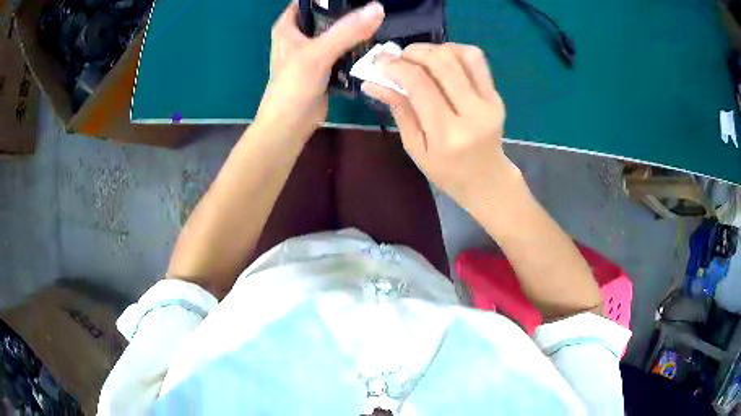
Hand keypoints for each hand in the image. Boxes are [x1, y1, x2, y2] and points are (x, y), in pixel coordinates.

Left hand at [254, 1, 384, 142]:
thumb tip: (377, 8)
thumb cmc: (294, 85)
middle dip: (347, 13)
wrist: (290, 124)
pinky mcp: (323, 67)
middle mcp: (298, 36)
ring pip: (336, 34)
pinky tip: (372, 44)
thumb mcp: (319, 52)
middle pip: (326, 16)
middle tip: (372, 10)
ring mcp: (312, 52)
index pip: (309, 1)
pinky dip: (354, 48)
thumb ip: (347, 30)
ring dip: (353, 31)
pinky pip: (342, 51)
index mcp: (288, 27)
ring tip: (377, 24)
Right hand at [362, 43, 520, 207]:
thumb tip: (372, 82)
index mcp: (448, 133)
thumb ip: (399, 110)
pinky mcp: (496, 94)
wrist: (486, 178)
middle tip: (397, 58)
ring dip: (434, 49)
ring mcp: (490, 101)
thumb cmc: (446, 170)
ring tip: (418, 58)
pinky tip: (440, 60)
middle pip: (442, 62)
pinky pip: (476, 60)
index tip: (378, 63)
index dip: (396, 66)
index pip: (420, 84)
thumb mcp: (415, 147)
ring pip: (462, 54)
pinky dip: (454, 51)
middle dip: (413, 52)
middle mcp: (473, 113)